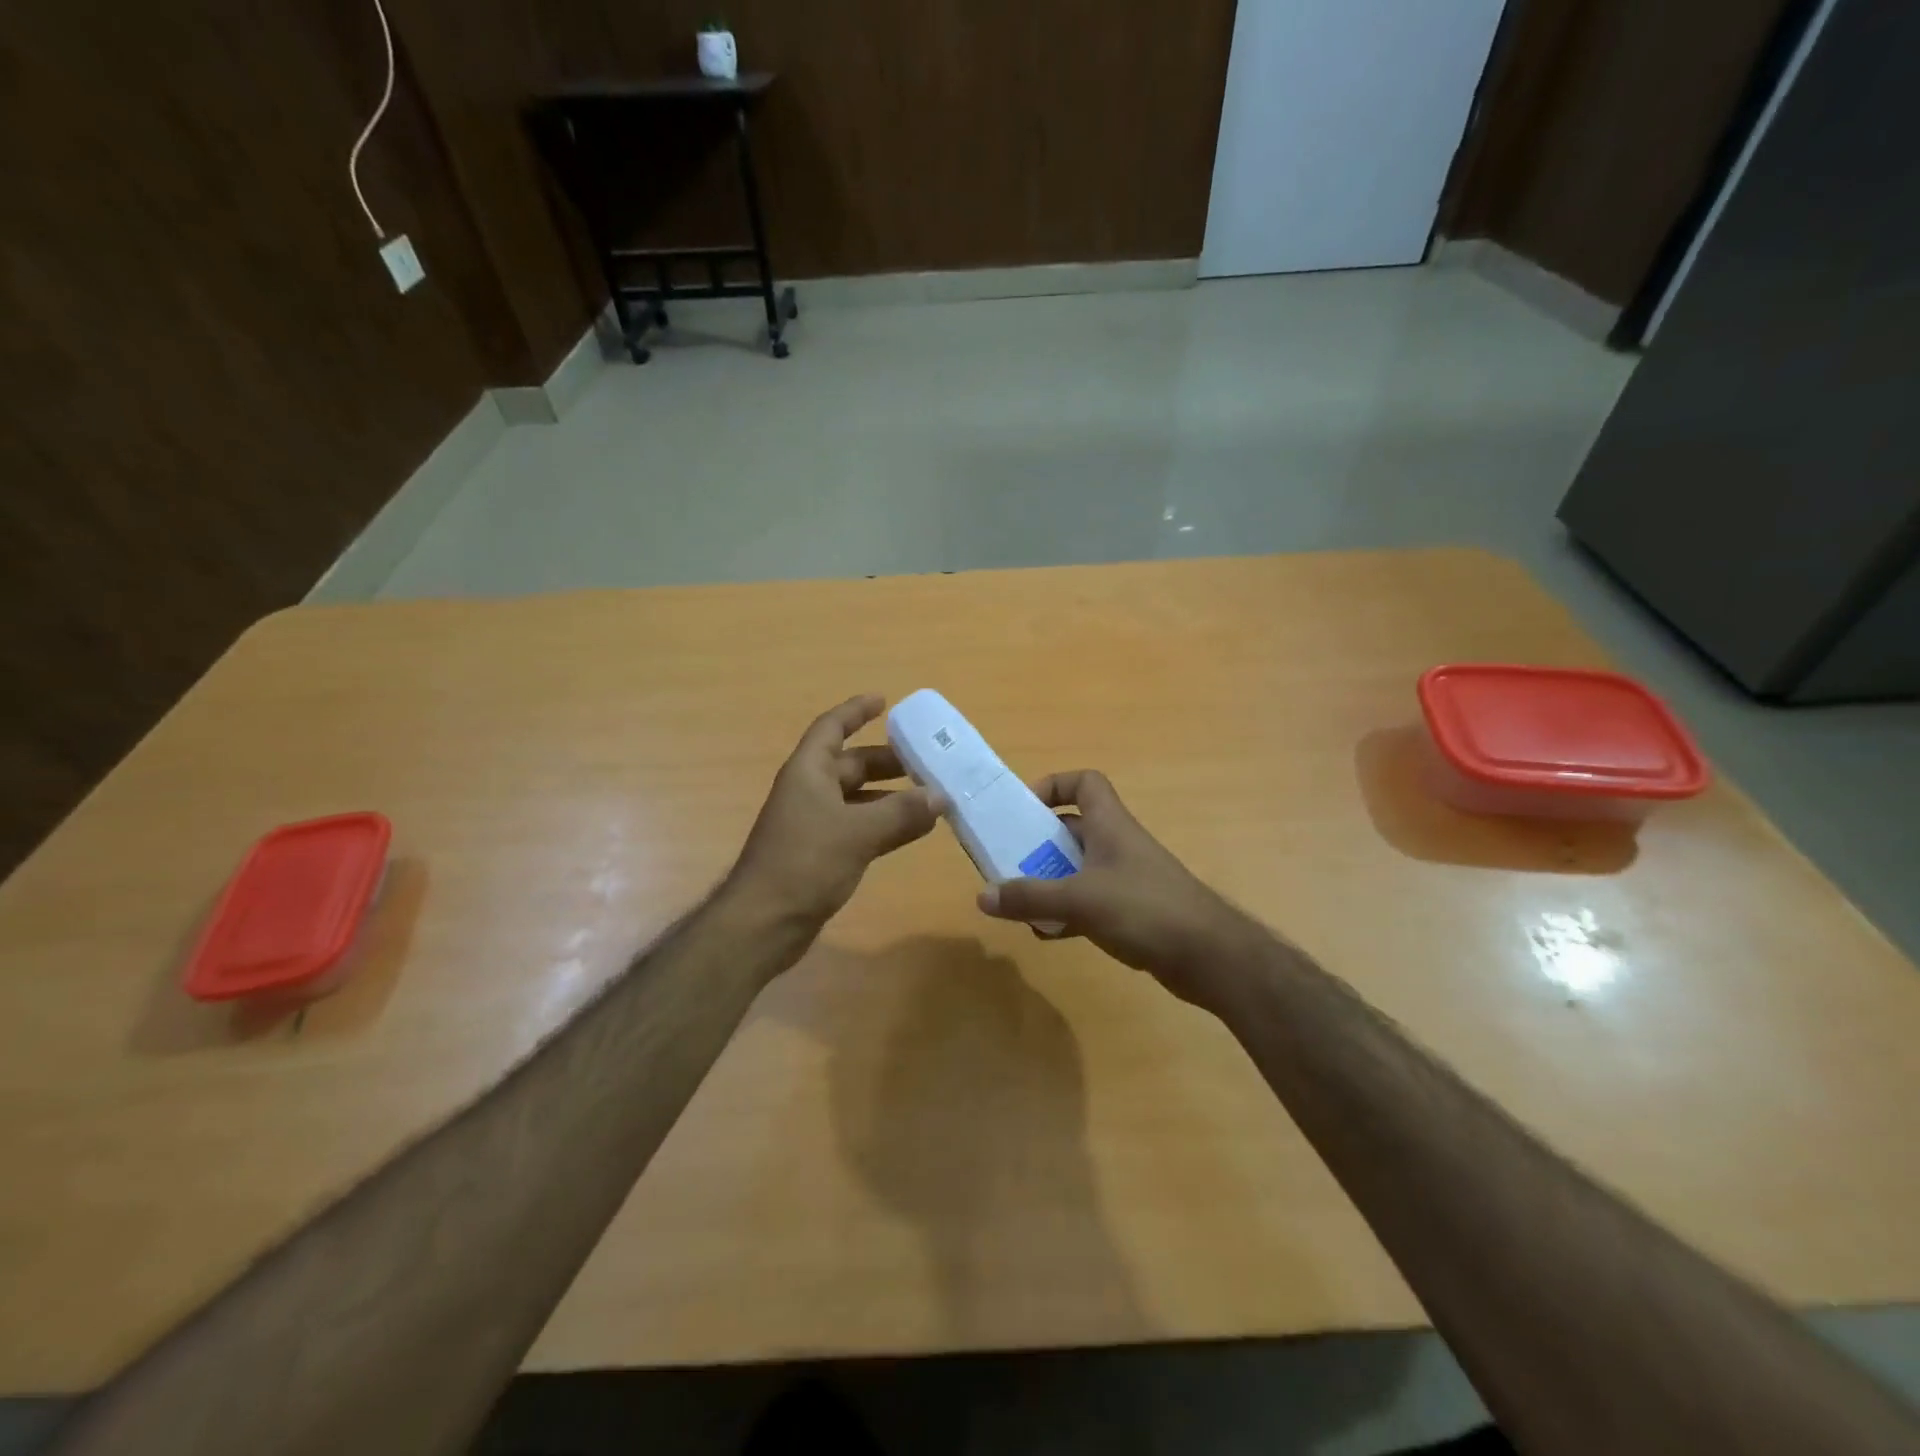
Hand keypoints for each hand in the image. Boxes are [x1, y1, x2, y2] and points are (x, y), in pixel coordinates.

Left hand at [729, 696, 940, 929]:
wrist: (764, 922)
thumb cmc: (805, 863)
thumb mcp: (857, 832)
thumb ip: (901, 813)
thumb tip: (940, 797)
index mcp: (808, 772)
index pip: (832, 728)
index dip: (855, 711)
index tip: (885, 701)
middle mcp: (810, 791)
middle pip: (851, 764)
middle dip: (887, 760)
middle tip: (926, 760)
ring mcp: (814, 824)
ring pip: (858, 798)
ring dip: (891, 795)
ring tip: (930, 795)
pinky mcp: (821, 853)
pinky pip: (859, 827)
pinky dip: (885, 824)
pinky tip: (913, 830)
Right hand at [976, 770, 1263, 1006]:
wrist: (1209, 956)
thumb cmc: (1145, 909)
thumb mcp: (1080, 900)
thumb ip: (1030, 897)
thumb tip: (982, 897)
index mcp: (1109, 825)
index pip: (1085, 782)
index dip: (1055, 785)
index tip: (1025, 810)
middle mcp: (1117, 844)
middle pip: (1072, 829)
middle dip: (1038, 843)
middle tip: (1007, 862)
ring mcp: (1125, 878)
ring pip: (1077, 869)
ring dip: (1049, 881)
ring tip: (1019, 902)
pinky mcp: (1131, 911)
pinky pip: (1088, 902)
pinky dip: (1066, 913)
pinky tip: (1048, 934)